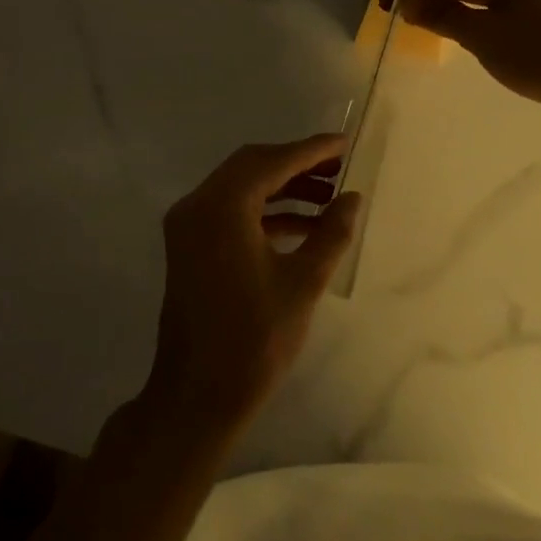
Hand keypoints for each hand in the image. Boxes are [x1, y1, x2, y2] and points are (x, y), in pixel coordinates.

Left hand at [142, 134, 362, 436]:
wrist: (197, 396)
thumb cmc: (254, 339)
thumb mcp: (303, 282)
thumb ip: (331, 233)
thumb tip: (352, 198)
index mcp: (221, 207)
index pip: (272, 161)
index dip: (312, 150)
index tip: (345, 143)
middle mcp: (197, 206)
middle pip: (252, 166)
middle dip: (297, 165)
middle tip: (340, 168)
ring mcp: (189, 227)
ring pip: (242, 189)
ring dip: (284, 189)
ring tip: (330, 198)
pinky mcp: (191, 248)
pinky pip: (231, 214)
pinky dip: (266, 213)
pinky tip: (304, 227)